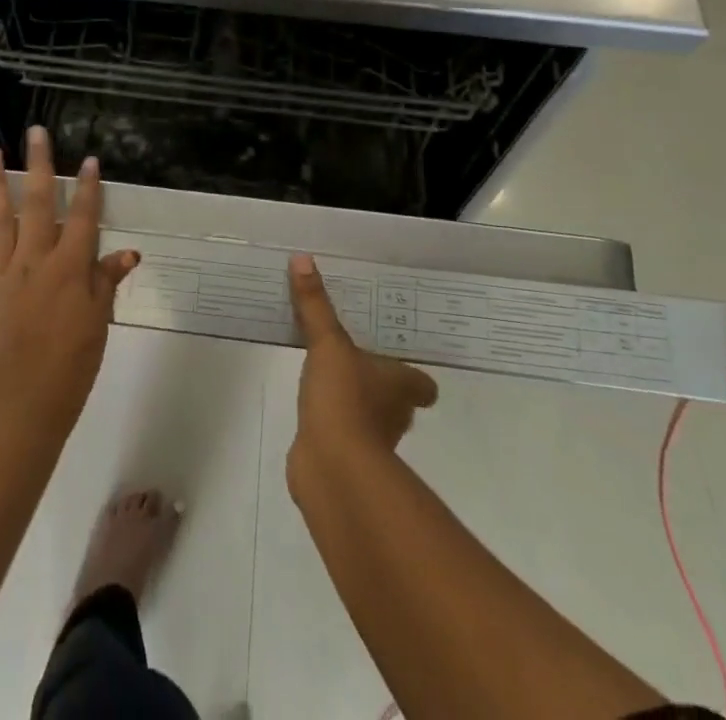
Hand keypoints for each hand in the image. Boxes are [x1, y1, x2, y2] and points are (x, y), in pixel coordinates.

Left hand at [0, 128, 137, 431]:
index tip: (90, 159)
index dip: (88, 187)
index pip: (82, 217)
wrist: (19, 408)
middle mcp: (34, 260)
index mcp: (69, 268)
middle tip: (35, 131)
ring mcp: (0, 273)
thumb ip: (107, 283)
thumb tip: (128, 252)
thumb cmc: (70, 368)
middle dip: (38, 164)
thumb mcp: (98, 324)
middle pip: (37, 203)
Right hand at [287, 253, 437, 478]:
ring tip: (330, 374)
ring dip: (355, 401)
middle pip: (397, 399)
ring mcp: (371, 441)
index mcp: (401, 386)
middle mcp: (394, 415)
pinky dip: (332, 422)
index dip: (413, 374)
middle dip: (380, 383)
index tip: (397, 357)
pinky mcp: (344, 457)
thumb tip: (303, 258)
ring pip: (370, 416)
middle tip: (357, 356)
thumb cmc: (344, 399)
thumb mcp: (327, 343)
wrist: (331, 467)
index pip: (422, 384)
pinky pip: (342, 432)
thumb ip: (315, 305)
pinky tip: (313, 406)